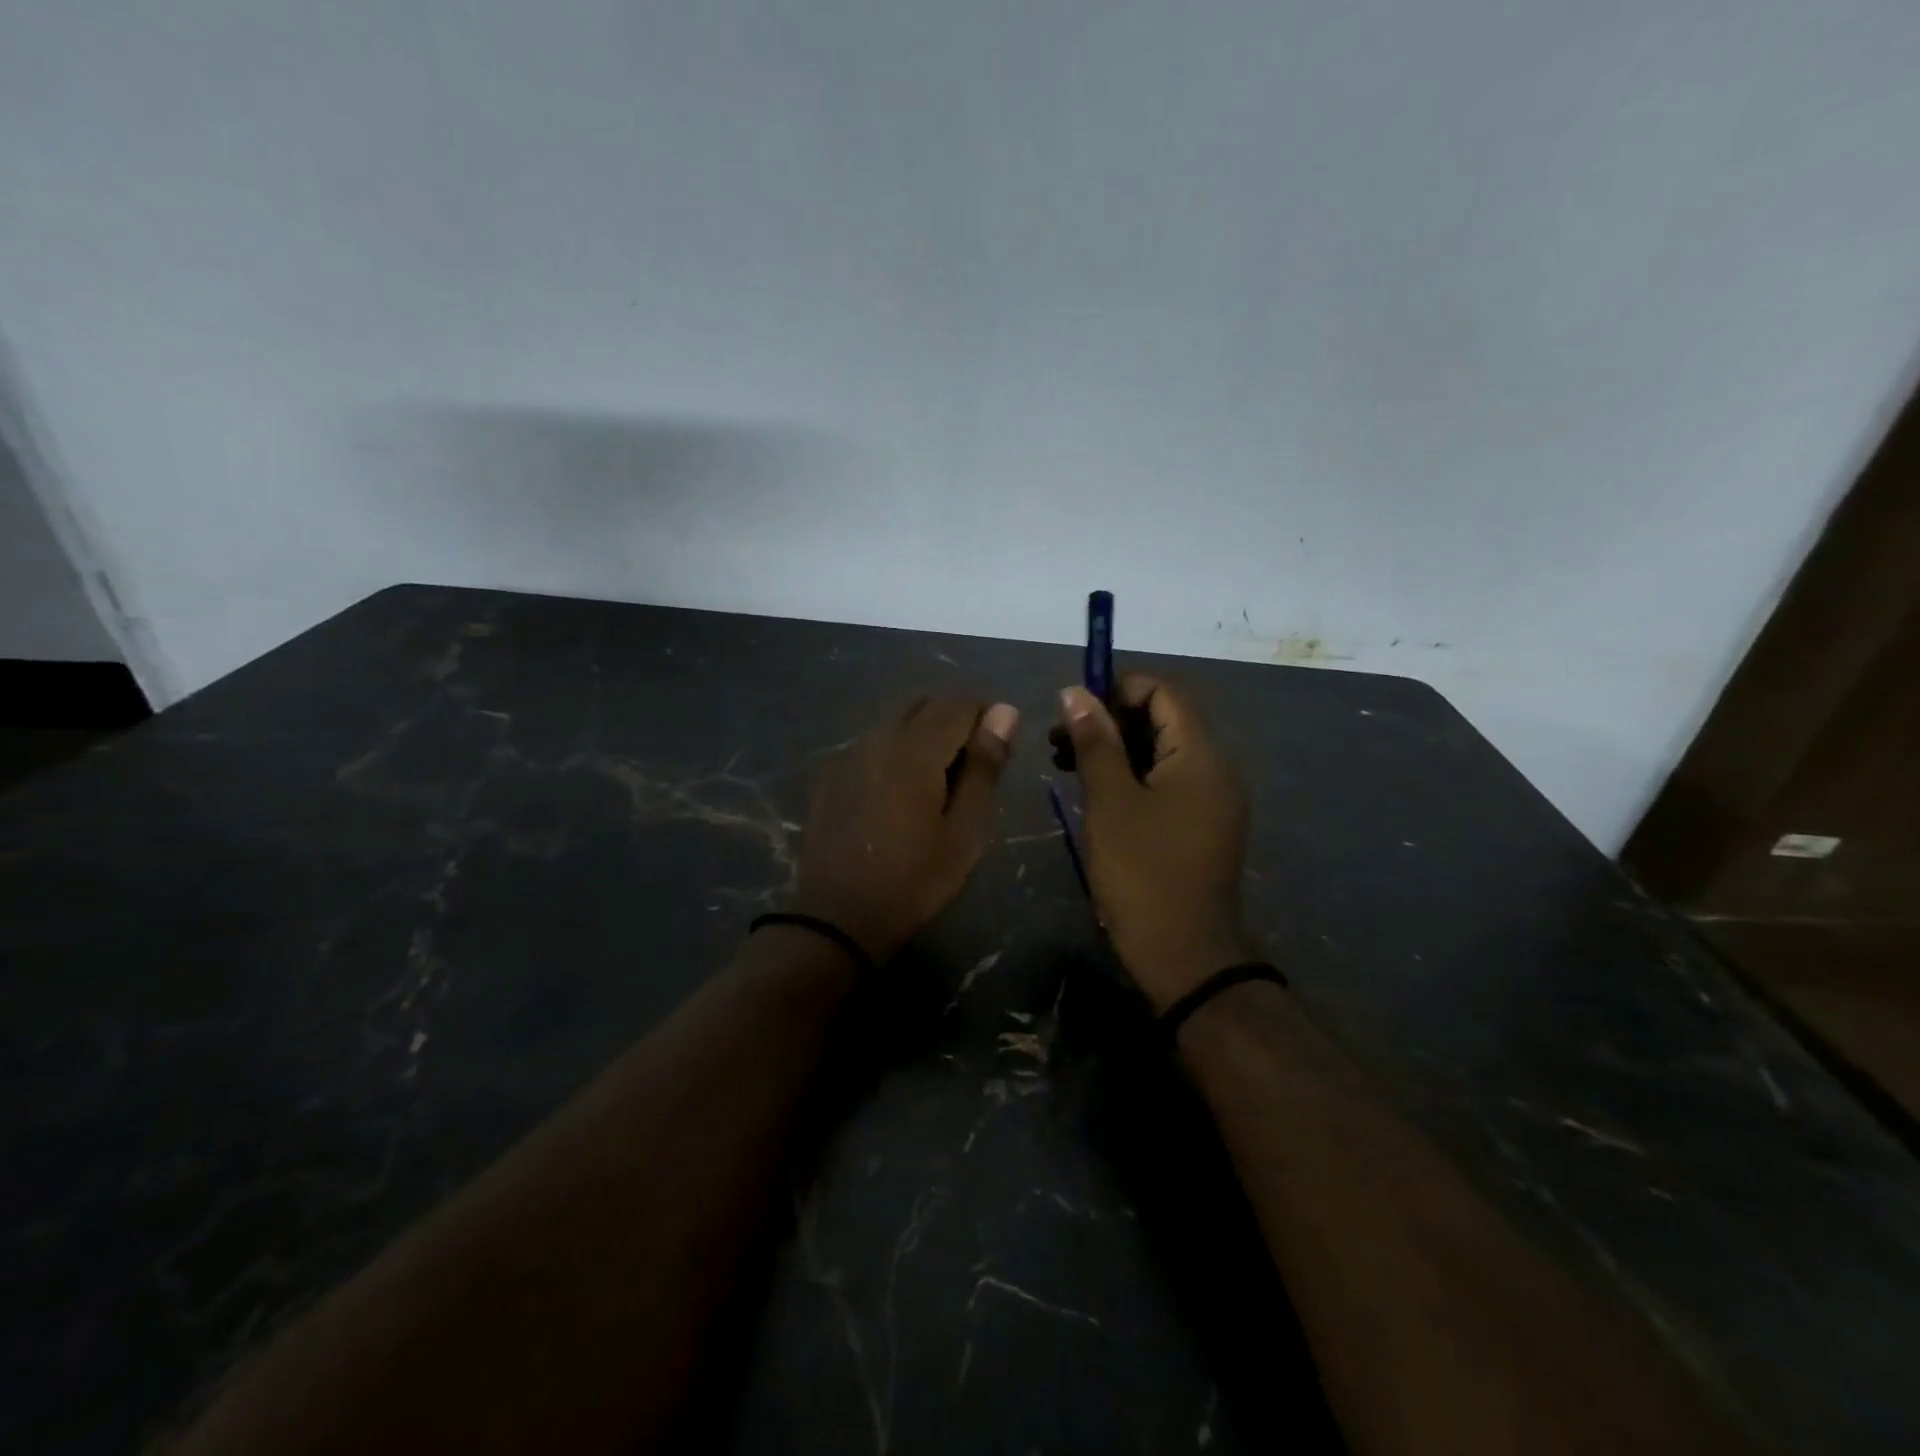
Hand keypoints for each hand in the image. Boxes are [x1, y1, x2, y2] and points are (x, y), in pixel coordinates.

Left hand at [792, 697, 1019, 961]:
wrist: (837, 917)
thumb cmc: (914, 879)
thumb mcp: (965, 831)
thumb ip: (985, 766)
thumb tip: (1005, 711)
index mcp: (915, 748)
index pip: (959, 701)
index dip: (986, 718)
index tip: (996, 755)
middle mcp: (878, 737)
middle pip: (925, 705)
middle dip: (954, 724)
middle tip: (969, 774)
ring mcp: (849, 753)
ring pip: (898, 724)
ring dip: (923, 740)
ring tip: (934, 789)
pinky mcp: (831, 773)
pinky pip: (874, 745)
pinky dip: (895, 755)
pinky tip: (897, 799)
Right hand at [1056, 677, 1251, 1010]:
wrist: (1184, 956)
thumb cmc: (1143, 874)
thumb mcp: (1110, 803)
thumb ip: (1095, 742)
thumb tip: (1075, 692)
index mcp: (1200, 756)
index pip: (1163, 692)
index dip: (1116, 688)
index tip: (1072, 708)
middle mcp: (1215, 769)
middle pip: (1162, 720)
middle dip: (1108, 720)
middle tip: (1058, 741)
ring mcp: (1211, 800)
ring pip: (1160, 753)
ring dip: (1115, 749)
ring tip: (1066, 765)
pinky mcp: (1200, 826)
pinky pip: (1166, 783)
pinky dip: (1130, 777)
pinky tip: (1094, 793)